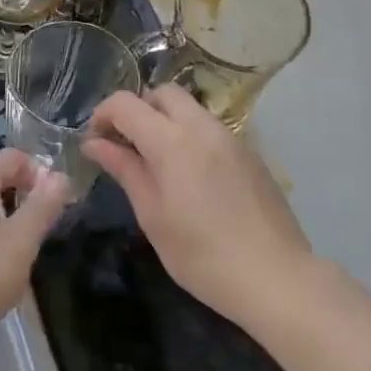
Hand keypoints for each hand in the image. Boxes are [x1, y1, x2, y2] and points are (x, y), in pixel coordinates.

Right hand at [83, 86, 311, 327]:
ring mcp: (231, 138)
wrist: (275, 278)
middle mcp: (202, 127)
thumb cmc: (201, 254)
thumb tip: (95, 144)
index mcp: (172, 141)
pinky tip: (190, 177)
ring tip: (156, 162)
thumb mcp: (152, 215)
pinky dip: (190, 136)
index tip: (95, 142)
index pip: (126, 103)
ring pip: (190, 108)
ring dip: (165, 121)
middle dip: (138, 109)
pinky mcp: (250, 153)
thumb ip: (125, 170)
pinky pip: (210, 128)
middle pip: (163, 93)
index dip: (103, 115)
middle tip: (126, 145)